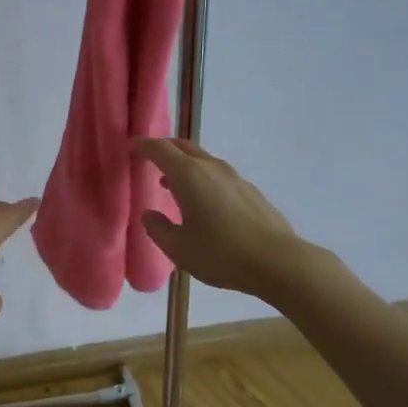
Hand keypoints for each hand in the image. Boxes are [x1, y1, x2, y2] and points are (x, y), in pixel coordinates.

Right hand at [132, 138, 309, 299]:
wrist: (276, 261)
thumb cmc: (220, 254)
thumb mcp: (179, 248)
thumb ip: (158, 229)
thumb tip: (149, 215)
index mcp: (188, 176)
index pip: (160, 150)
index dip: (143, 145)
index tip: (131, 145)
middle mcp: (211, 168)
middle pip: (184, 147)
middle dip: (164, 148)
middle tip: (149, 157)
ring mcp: (234, 178)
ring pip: (203, 160)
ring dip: (184, 165)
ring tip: (171, 183)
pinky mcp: (250, 191)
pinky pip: (218, 175)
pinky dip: (202, 178)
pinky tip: (203, 201)